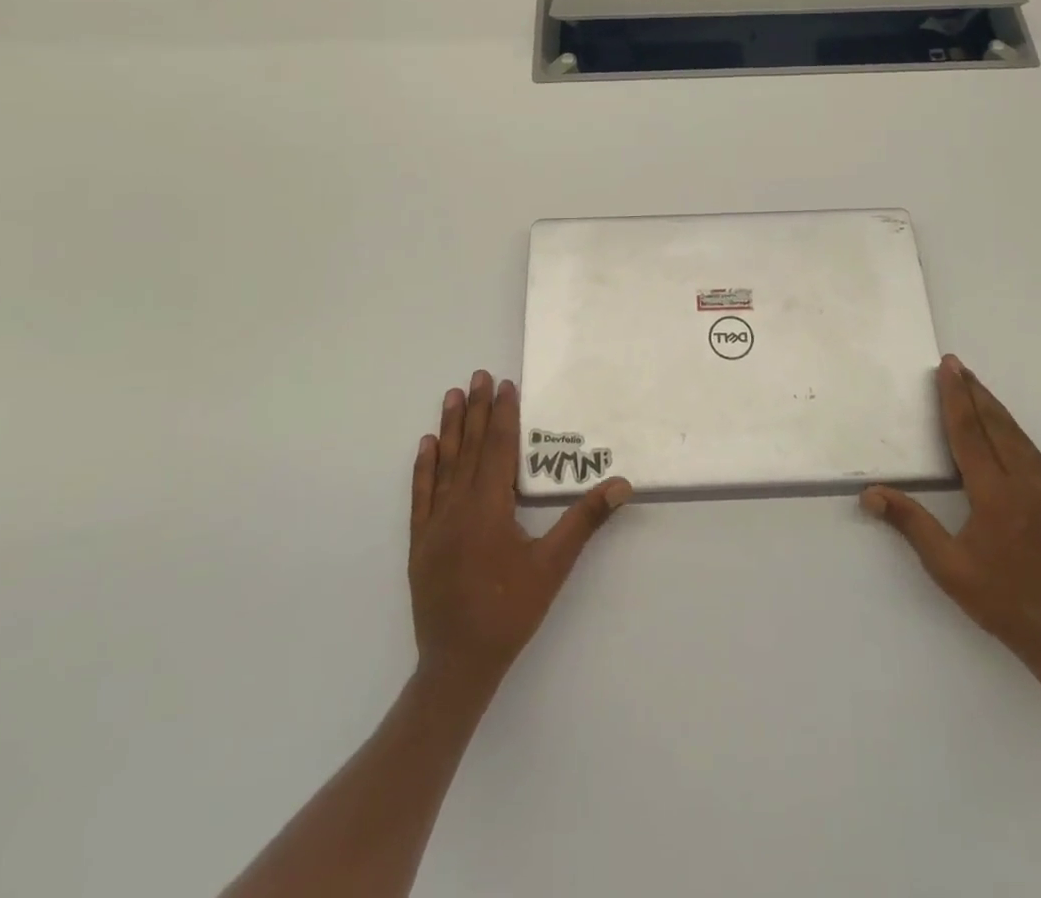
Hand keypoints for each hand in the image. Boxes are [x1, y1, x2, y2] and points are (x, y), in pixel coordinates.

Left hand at [408, 370, 631, 692]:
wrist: (457, 665)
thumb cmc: (510, 612)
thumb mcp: (552, 566)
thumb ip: (584, 521)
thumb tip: (620, 485)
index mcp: (488, 508)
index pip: (499, 449)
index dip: (504, 415)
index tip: (506, 385)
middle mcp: (457, 507)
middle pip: (471, 448)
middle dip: (478, 410)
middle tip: (479, 375)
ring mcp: (434, 524)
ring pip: (444, 464)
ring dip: (450, 428)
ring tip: (453, 395)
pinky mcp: (420, 542)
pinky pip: (421, 494)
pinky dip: (424, 467)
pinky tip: (427, 444)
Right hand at [862, 354, 1040, 673]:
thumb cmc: (1000, 600)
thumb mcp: (947, 567)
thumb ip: (911, 524)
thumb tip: (871, 494)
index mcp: (995, 495)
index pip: (969, 434)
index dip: (955, 399)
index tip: (947, 369)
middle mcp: (1022, 483)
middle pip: (995, 426)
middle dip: (973, 392)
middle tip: (956, 364)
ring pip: (1016, 435)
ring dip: (994, 406)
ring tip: (976, 384)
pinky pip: (1030, 450)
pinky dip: (1012, 427)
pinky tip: (1005, 426)